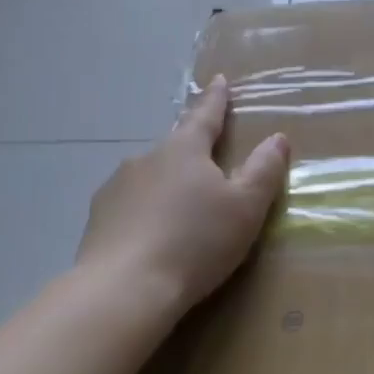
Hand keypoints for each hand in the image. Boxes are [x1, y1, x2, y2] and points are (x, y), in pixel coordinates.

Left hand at [78, 75, 288, 322]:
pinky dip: (144, 213)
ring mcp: (115, 189)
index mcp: (184, 150)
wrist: (122, 293)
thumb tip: (277, 138)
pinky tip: (152, 237)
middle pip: (176, 147)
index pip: (205, 116)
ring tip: (181, 210)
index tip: (220, 80)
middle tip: (208, 163)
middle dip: (192, 151)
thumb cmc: (195, 242)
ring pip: (150, 177)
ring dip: (167, 184)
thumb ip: (264, 170)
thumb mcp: (246, 207)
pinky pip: (130, 206)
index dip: (216, 99)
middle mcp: (146, 159)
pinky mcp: (96, 222)